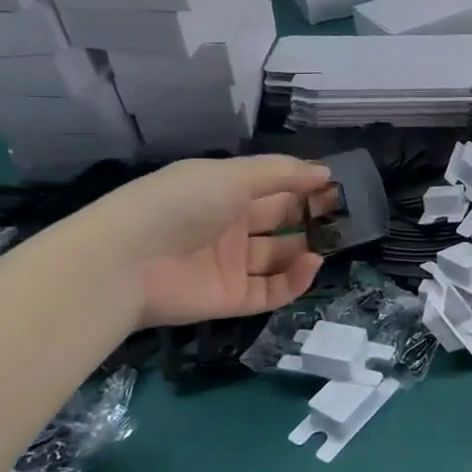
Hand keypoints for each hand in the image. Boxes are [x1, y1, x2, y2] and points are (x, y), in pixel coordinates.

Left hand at [82, 156, 331, 327]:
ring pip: (278, 257)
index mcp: (223, 192)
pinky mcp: (230, 299)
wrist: (124, 262)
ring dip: (307, 248)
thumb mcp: (232, 176)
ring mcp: (229, 265)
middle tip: (347, 215)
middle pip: (279, 222)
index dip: (304, 186)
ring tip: (334, 241)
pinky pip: (271, 290)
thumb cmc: (180, 204)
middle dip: (311, 216)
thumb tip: (325, 172)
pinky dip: (295, 280)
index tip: (337, 186)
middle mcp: (228, 227)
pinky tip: (312, 264)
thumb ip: (282, 173)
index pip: (272, 187)